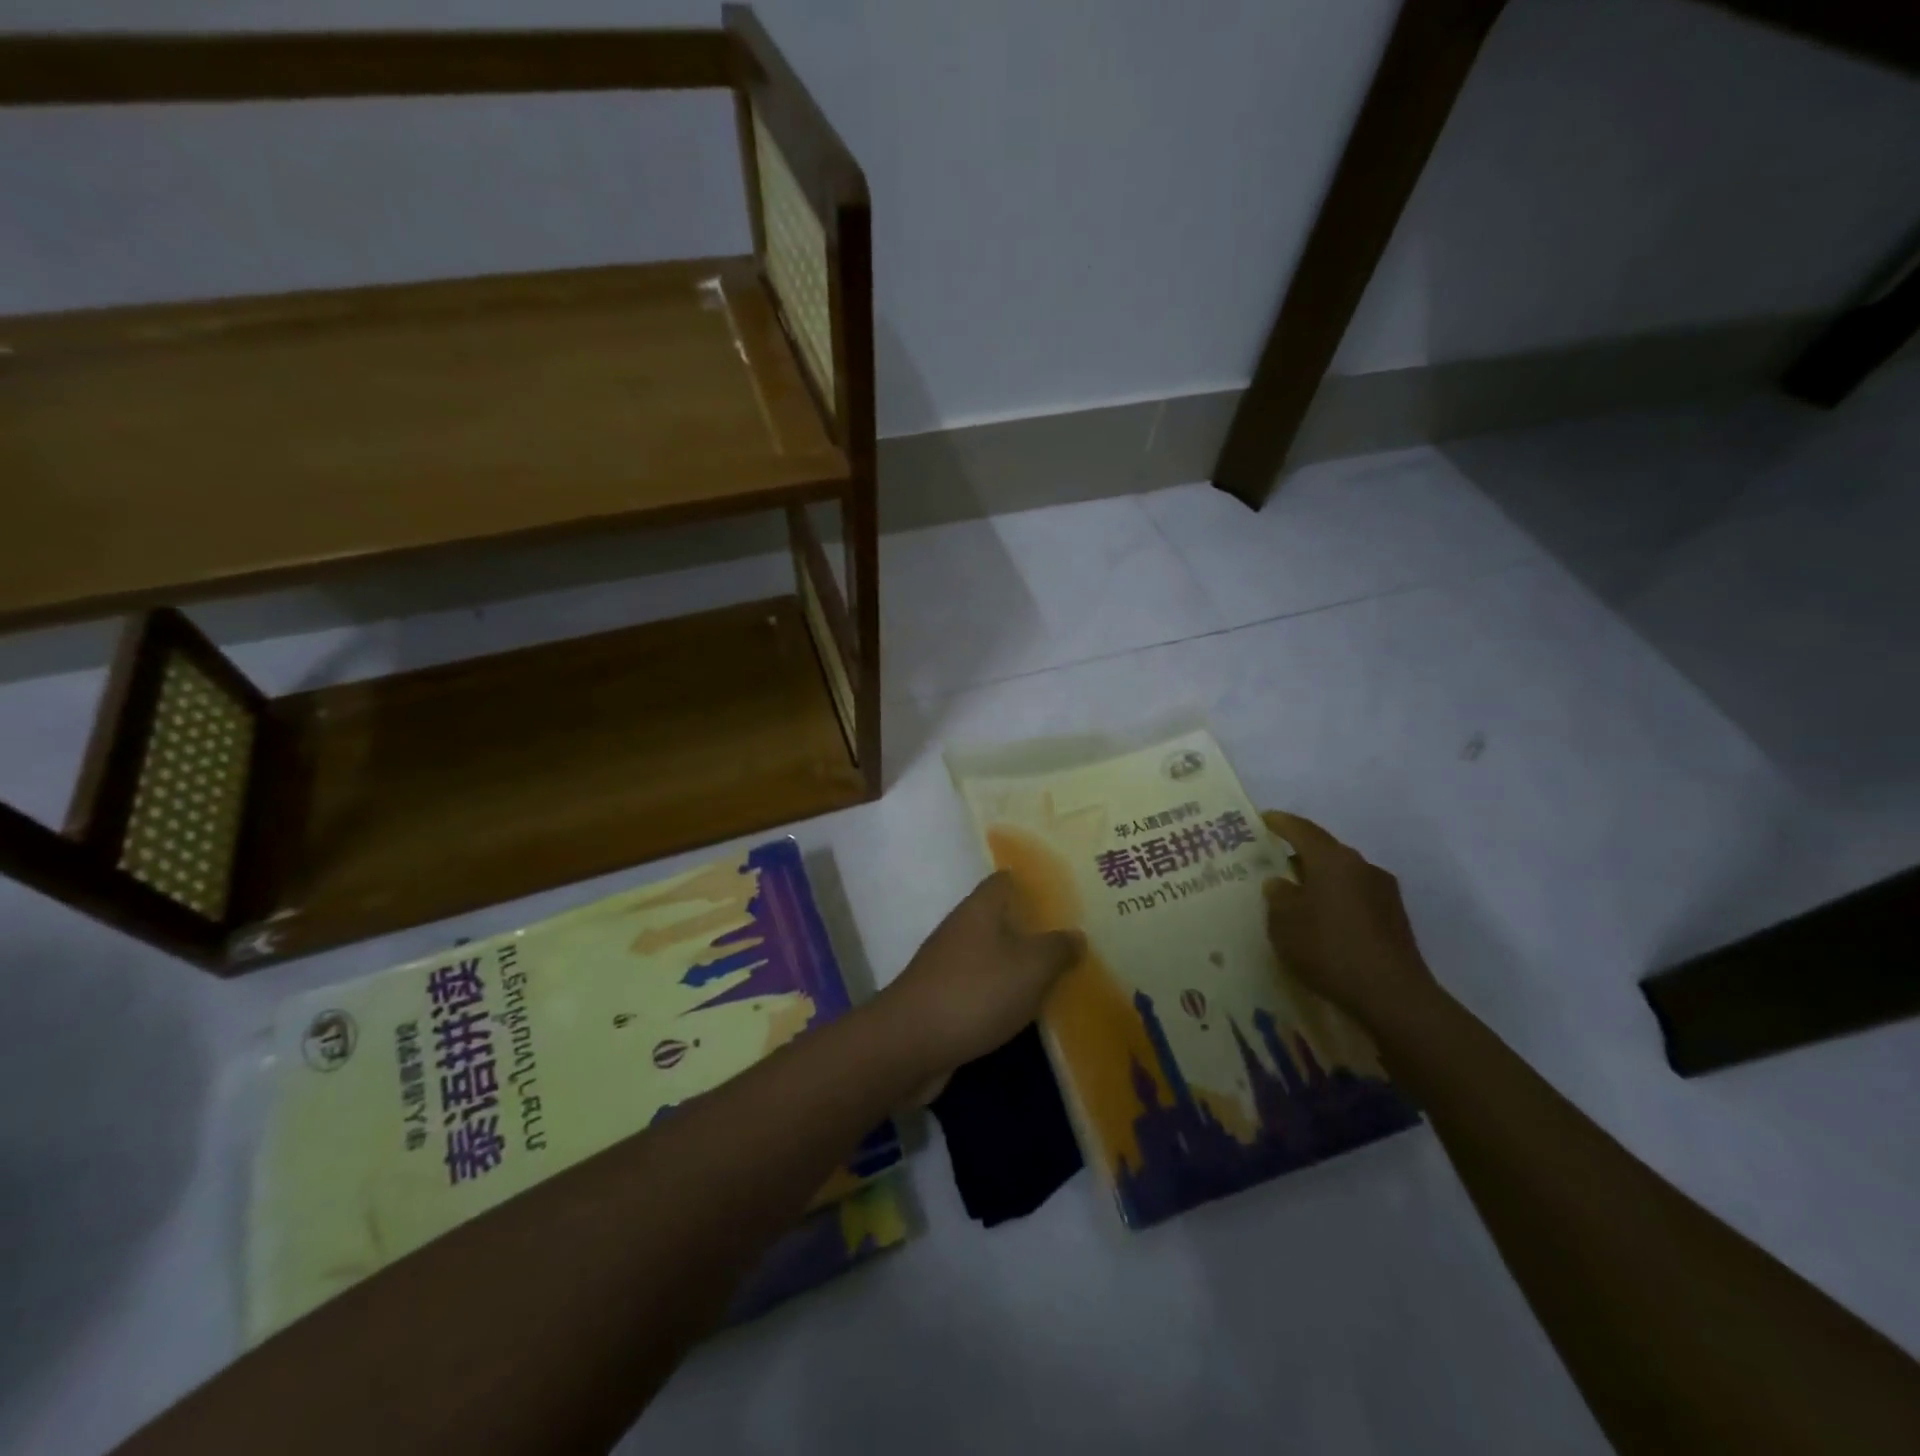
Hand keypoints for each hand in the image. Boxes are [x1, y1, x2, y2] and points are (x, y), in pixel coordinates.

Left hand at [877, 872, 1084, 1082]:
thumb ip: (1057, 949)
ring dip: (1017, 964)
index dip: (1033, 883)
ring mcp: (947, 965)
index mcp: (979, 909)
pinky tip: (1024, 1010)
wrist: (910, 1044)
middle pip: (999, 918)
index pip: (1006, 881)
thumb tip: (1076, 935)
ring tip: (1056, 975)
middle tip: (1071, 939)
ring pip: (991, 954)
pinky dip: (1001, 994)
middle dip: (1031, 927)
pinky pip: (980, 987)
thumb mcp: (1031, 967)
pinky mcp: (942, 999)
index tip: (1064, 893)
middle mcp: (961, 929)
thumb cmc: (976, 992)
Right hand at [1261, 810, 1436, 1028]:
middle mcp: (1361, 866)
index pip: (1302, 830)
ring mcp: (1383, 892)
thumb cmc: (1328, 948)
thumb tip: (1280, 882)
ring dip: (1319, 880)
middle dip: (1299, 855)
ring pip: (1342, 875)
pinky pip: (1356, 897)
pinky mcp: (1394, 918)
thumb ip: (1277, 896)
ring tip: (1296, 897)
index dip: (1280, 823)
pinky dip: (1336, 901)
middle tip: (1273, 863)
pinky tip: (1323, 922)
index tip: (1262, 819)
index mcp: (1332, 860)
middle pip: (1325, 851)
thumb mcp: (1284, 922)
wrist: (1392, 995)